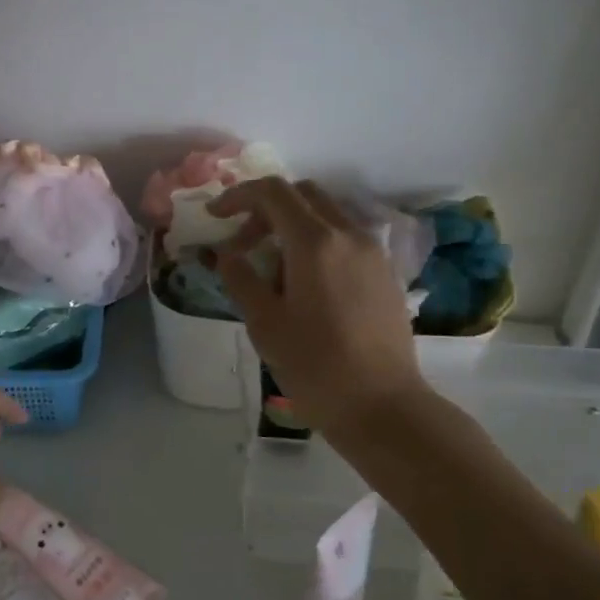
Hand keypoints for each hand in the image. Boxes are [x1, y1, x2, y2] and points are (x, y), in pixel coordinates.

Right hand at [208, 178, 426, 435]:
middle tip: (242, 244)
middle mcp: (349, 235)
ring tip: (271, 269)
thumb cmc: (315, 366)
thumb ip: (240, 278)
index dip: (237, 196)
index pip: (273, 192)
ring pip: (327, 215)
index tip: (214, 217)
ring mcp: (373, 253)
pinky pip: (345, 239)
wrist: (383, 407)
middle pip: (303, 195)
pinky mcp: (385, 273)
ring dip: (292, 226)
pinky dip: (317, 243)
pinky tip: (303, 284)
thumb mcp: (264, 324)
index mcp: (315, 242)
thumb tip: (226, 254)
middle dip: (265, 209)